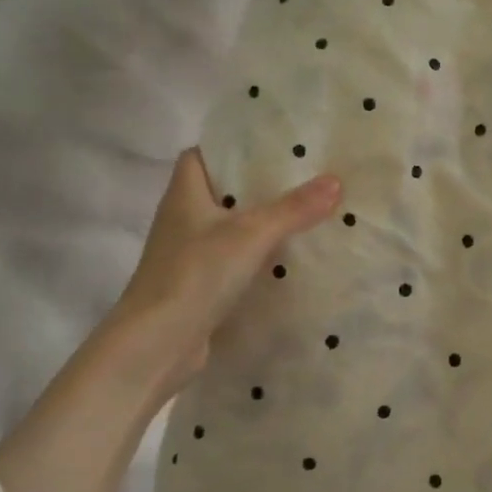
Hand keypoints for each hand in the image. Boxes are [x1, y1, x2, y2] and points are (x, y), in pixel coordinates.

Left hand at [102, 149, 341, 403]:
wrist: (155, 346)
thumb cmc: (195, 275)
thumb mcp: (252, 234)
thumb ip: (294, 208)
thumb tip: (336, 180)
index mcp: (185, 195)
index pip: (200, 156)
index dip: (229, 148)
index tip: (269, 145)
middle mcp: (182, 220)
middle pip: (220, 192)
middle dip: (257, 185)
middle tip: (303, 176)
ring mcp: (188, 256)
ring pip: (229, 228)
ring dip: (260, 223)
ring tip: (305, 213)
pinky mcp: (198, 286)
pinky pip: (232, 261)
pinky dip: (256, 258)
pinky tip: (288, 260)